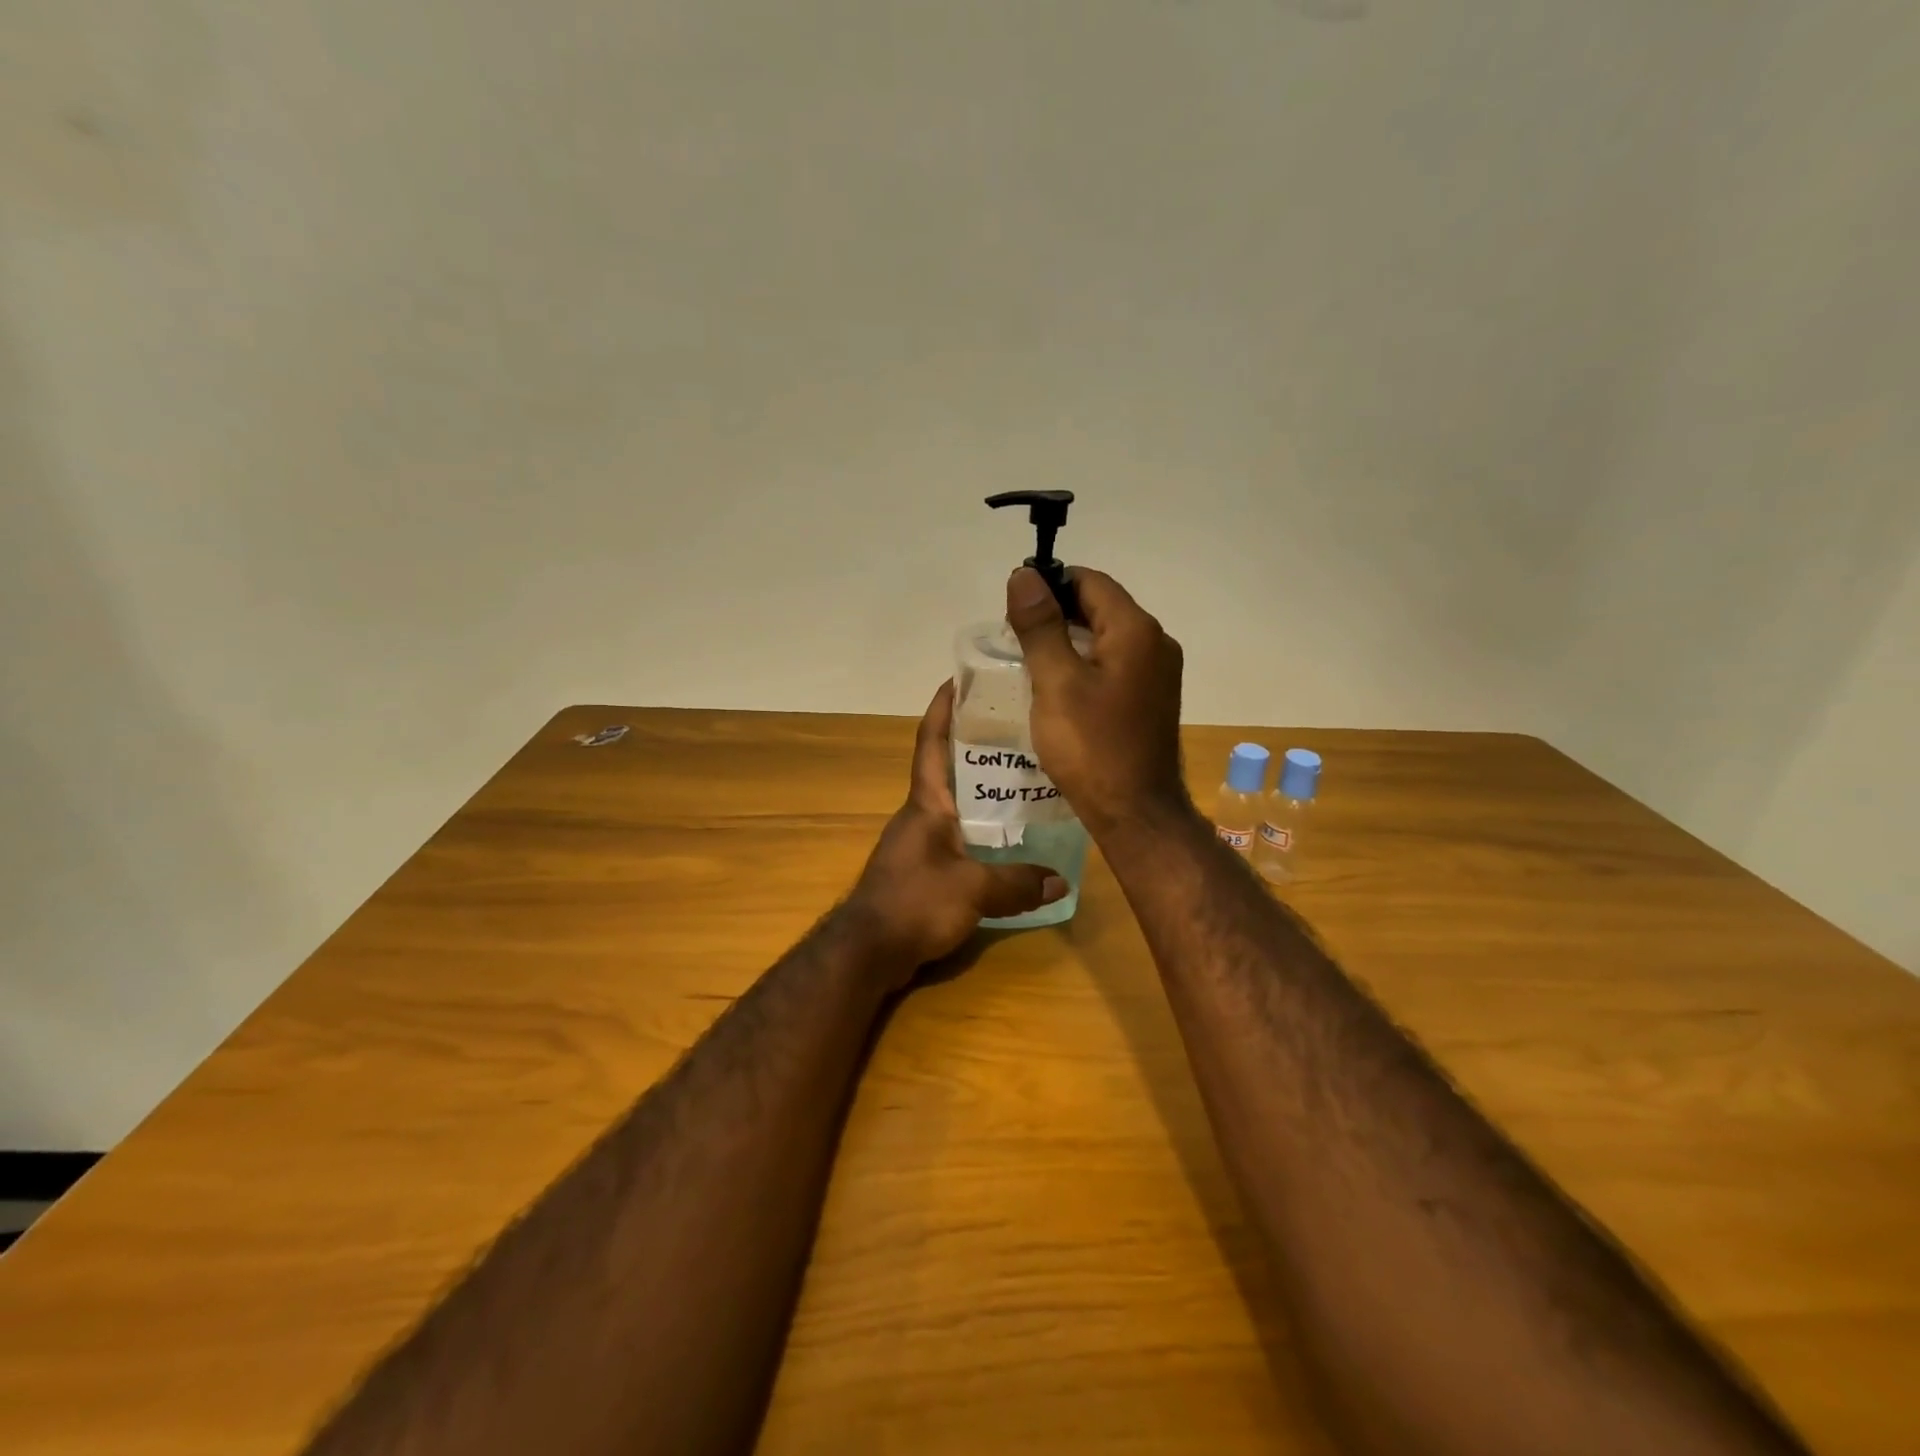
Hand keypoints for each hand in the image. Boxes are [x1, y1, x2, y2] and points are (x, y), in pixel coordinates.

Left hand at [843, 680, 1067, 977]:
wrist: (868, 952)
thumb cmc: (914, 903)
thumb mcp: (973, 890)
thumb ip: (1018, 882)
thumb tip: (1062, 881)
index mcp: (926, 803)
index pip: (932, 742)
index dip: (943, 708)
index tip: (959, 678)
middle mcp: (921, 815)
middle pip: (950, 769)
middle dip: (978, 746)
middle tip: (1020, 730)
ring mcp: (920, 843)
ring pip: (957, 805)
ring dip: (984, 791)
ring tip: (1027, 781)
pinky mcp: (923, 870)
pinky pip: (959, 838)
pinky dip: (982, 831)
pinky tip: (1010, 840)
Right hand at [1005, 565, 1189, 839]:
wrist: (1135, 812)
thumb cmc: (1092, 747)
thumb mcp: (1056, 682)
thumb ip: (1040, 626)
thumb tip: (1024, 575)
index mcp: (1136, 631)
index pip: (1090, 582)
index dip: (1050, 584)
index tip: (1014, 606)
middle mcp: (1156, 644)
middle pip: (1101, 607)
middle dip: (1057, 613)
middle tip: (1015, 636)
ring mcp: (1158, 674)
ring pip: (1107, 638)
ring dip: (1069, 640)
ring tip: (1029, 661)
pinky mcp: (1151, 699)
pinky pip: (1115, 665)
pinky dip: (1085, 665)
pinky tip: (1058, 687)